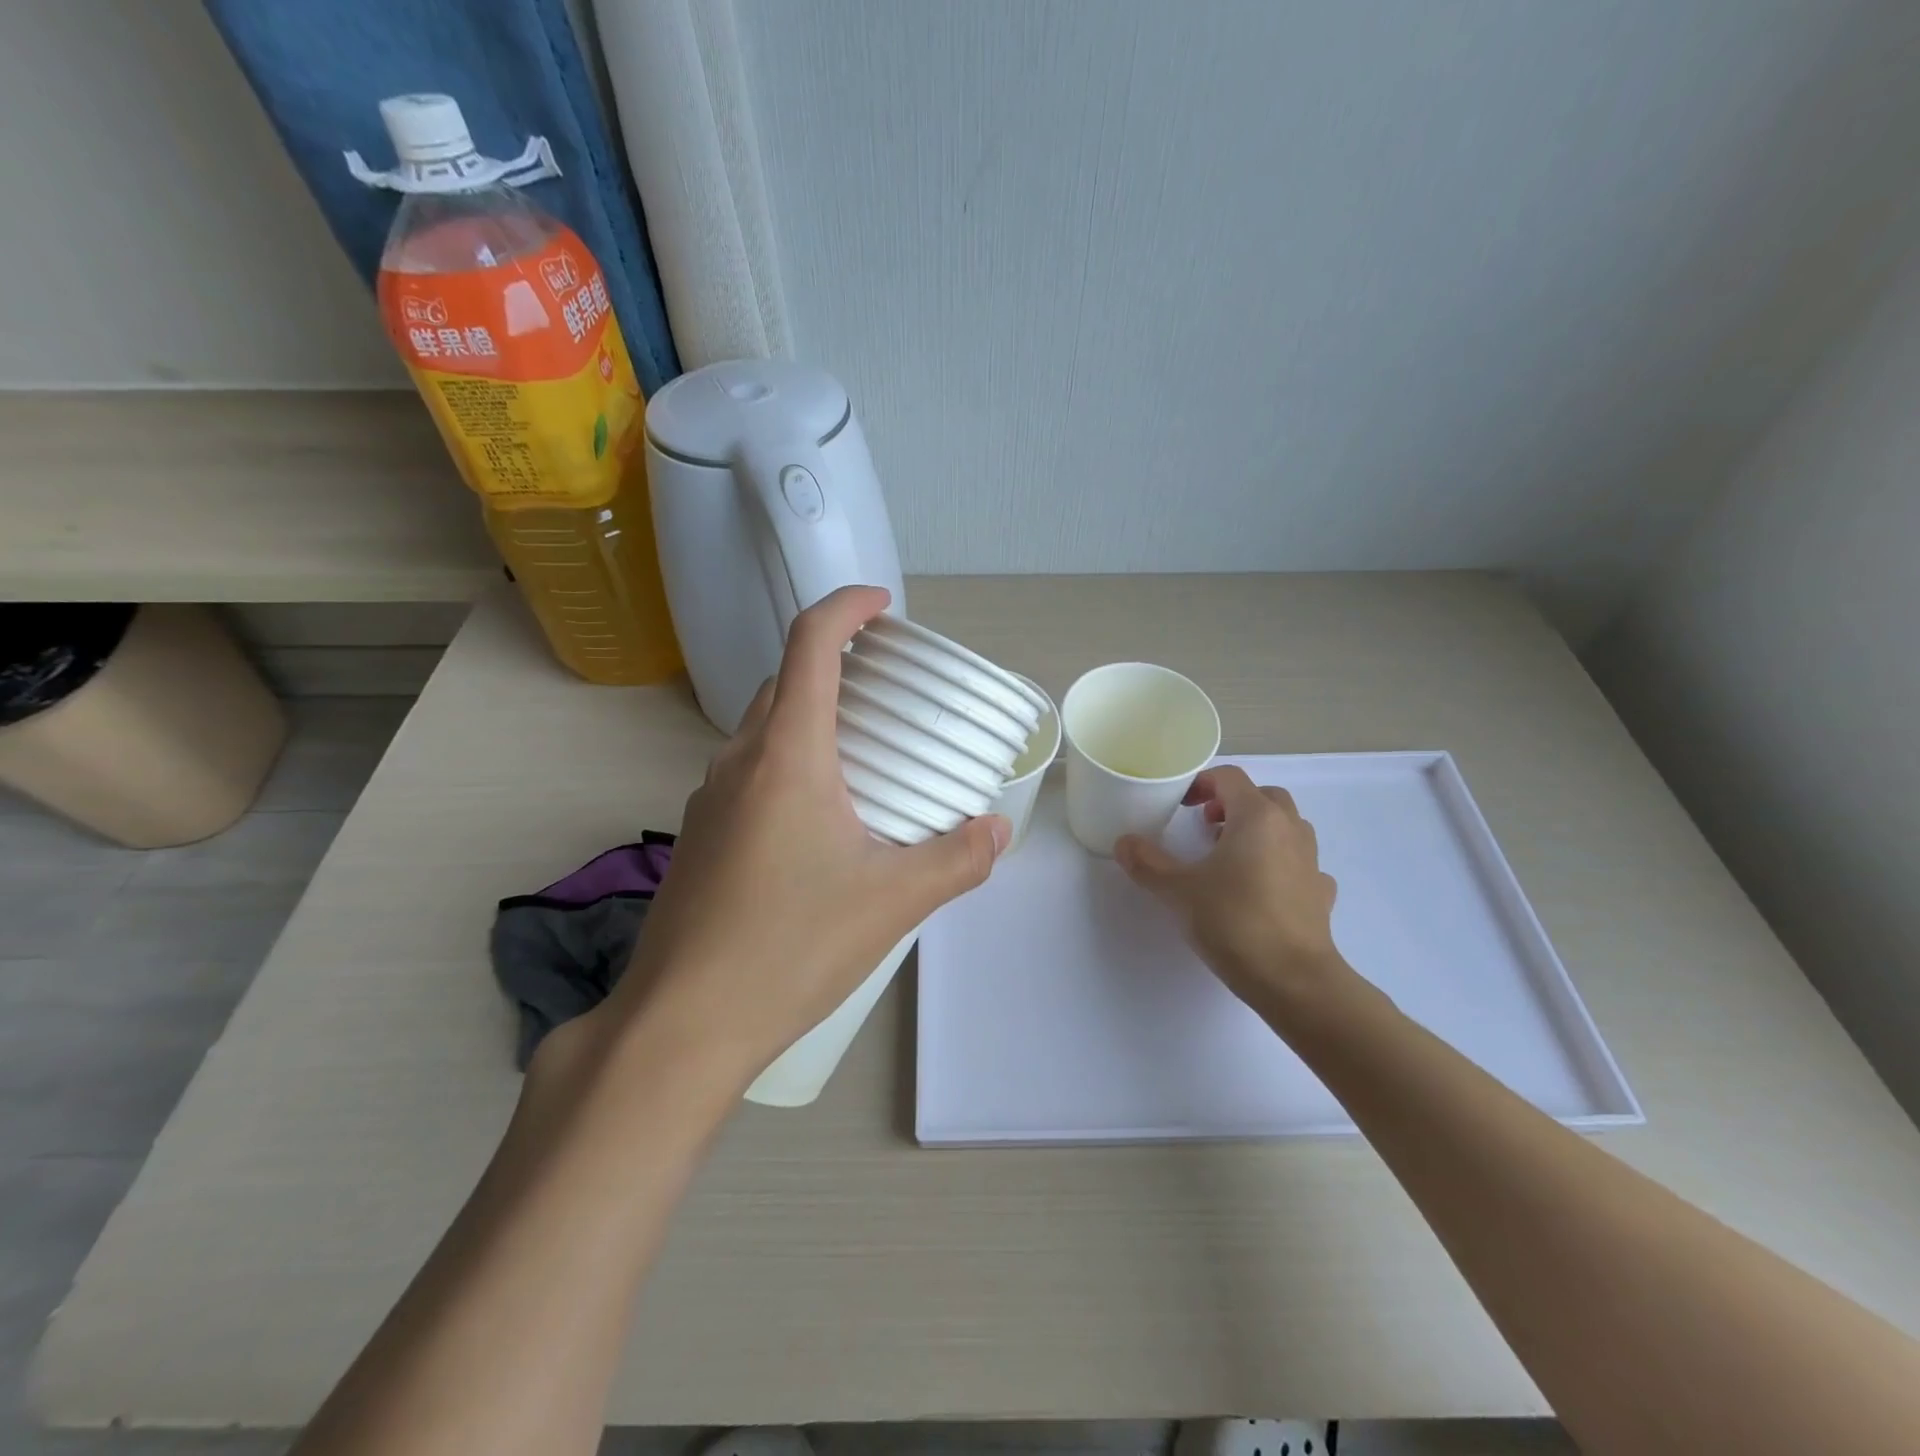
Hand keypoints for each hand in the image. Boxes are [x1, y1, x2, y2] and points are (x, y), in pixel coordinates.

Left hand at [603, 586, 1009, 1084]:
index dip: (847, 607)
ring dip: (811, 717)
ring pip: (764, 729)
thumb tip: (997, 831)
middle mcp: (739, 762)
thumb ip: (956, 859)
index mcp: (786, 755)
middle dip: (836, 664)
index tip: (884, 604)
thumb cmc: (789, 947)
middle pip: (786, 681)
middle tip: (889, 690)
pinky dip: (789, 763)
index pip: (810, 644)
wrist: (682, 1023)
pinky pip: (750, 773)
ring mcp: (710, 799)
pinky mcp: (700, 837)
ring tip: (863, 752)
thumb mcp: (892, 901)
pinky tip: (821, 818)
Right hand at [1115, 765, 1352, 1018]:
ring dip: (1258, 830)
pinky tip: (1261, 887)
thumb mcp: (1178, 891)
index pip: (1230, 778)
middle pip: (1263, 796)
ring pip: (1286, 826)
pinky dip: (1279, 863)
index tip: (1180, 806)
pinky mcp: (1320, 892)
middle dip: (1232, 803)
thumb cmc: (1234, 922)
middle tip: (1205, 827)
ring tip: (1230, 856)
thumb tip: (1124, 843)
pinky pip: (1298, 862)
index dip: (1202, 784)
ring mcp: (1311, 860)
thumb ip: (1148, 863)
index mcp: (1257, 817)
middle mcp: (1289, 829)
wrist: (1294, 980)